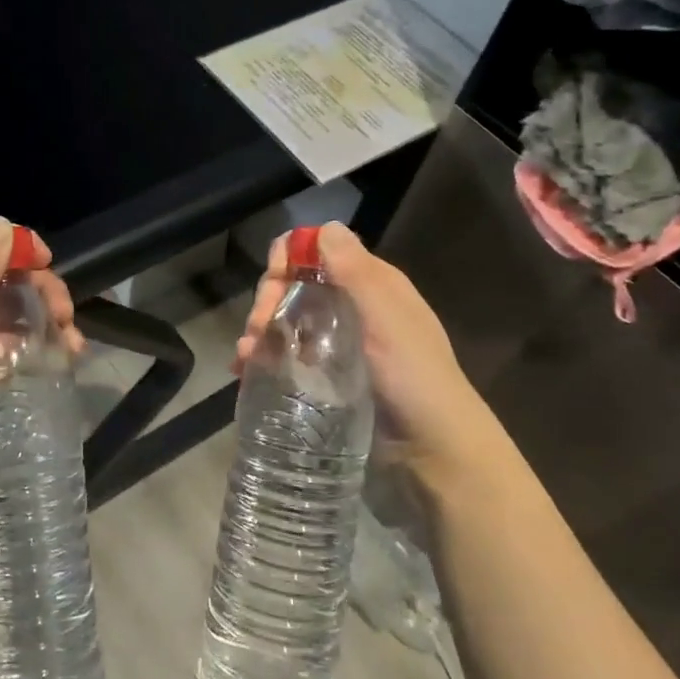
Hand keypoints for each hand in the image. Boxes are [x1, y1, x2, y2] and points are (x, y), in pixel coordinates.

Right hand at [236, 221, 466, 449]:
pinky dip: (264, 357)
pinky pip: (288, 355)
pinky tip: (246, 370)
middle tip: (257, 330)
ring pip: (288, 321)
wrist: (433, 451)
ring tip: (246, 357)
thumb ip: (355, 271)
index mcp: (371, 285)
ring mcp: (338, 344)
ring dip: (261, 330)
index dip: (289, 259)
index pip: (318, 252)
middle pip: (296, 286)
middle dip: (268, 300)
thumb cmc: (413, 377)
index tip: (274, 283)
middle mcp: (353, 307)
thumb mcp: (386, 318)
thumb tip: (324, 226)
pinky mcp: (327, 377)